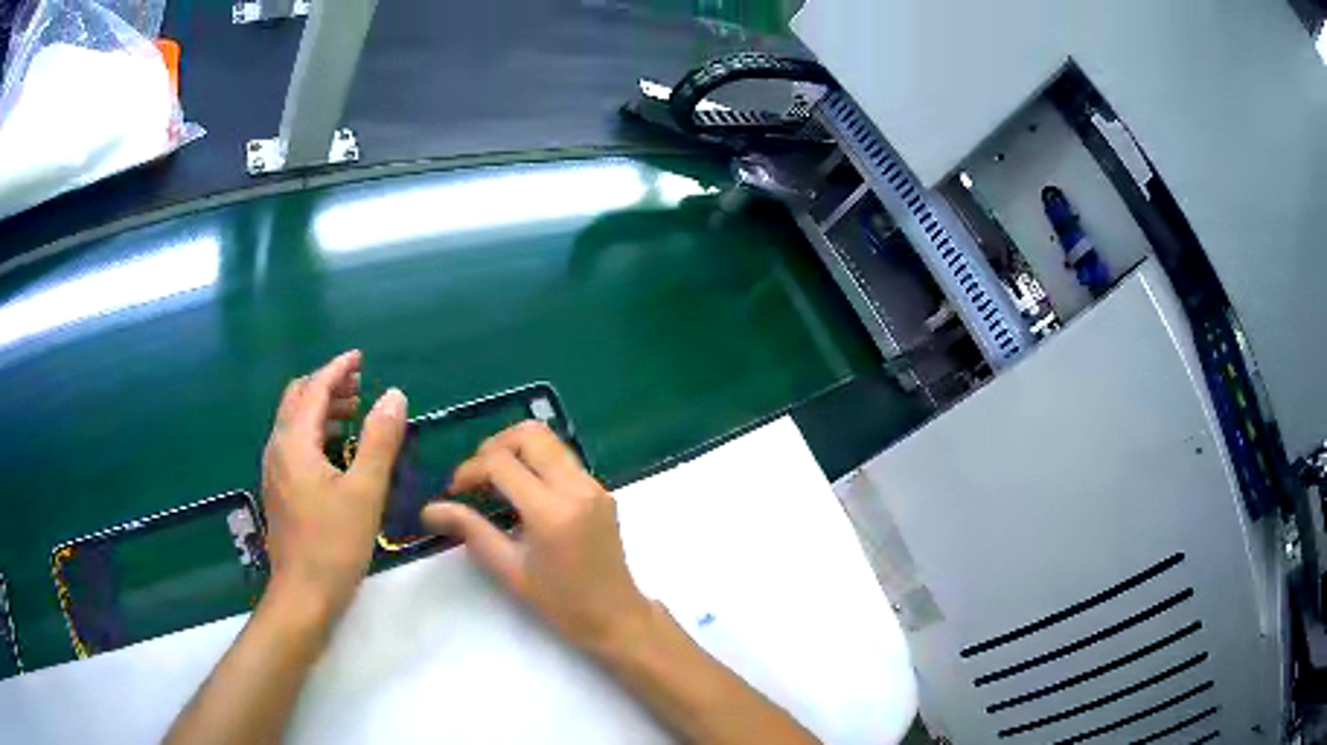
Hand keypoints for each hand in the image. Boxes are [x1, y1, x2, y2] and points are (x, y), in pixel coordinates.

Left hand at [261, 350, 406, 620]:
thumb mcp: (365, 491)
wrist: (303, 595)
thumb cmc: (334, 544)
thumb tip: (393, 395)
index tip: (361, 358)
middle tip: (360, 386)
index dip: (337, 369)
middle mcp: (277, 448)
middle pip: (297, 399)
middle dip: (327, 386)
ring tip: (354, 414)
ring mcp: (274, 470)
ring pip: (294, 422)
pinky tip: (336, 451)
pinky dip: (315, 432)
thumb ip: (379, 440)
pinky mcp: (279, 489)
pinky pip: (294, 443)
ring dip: (321, 409)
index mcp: (294, 443)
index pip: (314, 389)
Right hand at [422, 421, 653, 653]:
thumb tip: (430, 509)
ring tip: (495, 482)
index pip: (501, 462)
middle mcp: (576, 487)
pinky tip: (523, 494)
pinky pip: (563, 459)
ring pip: (549, 440)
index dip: (470, 470)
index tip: (455, 491)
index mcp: (552, 511)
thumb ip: (470, 531)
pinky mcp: (601, 490)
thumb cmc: (560, 602)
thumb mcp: (509, 569)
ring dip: (516, 450)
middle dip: (494, 447)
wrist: (616, 616)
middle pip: (530, 434)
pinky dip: (537, 463)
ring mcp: (594, 485)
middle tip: (476, 477)